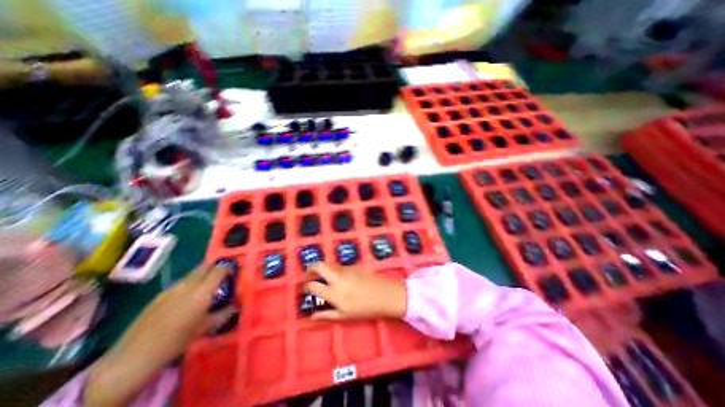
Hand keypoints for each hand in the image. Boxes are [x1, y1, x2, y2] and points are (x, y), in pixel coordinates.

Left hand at [84, 266, 235, 404]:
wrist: (134, 356)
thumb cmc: (177, 340)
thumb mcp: (205, 328)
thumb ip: (223, 313)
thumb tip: (235, 306)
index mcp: (202, 291)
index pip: (219, 270)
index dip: (228, 267)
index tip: (233, 269)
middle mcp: (188, 285)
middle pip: (205, 267)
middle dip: (216, 267)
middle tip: (222, 274)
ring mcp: (172, 288)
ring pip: (192, 274)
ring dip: (203, 275)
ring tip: (206, 285)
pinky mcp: (159, 295)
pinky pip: (181, 283)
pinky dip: (190, 284)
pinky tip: (187, 297)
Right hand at [304, 265, 406, 320]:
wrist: (384, 295)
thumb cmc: (364, 309)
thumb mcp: (344, 316)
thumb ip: (326, 315)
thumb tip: (311, 316)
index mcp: (334, 293)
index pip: (313, 285)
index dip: (305, 286)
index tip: (304, 288)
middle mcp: (337, 278)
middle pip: (319, 266)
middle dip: (310, 268)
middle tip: (308, 274)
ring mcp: (346, 270)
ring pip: (329, 264)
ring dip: (323, 269)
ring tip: (323, 277)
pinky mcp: (353, 266)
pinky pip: (339, 266)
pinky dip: (333, 270)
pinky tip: (337, 278)